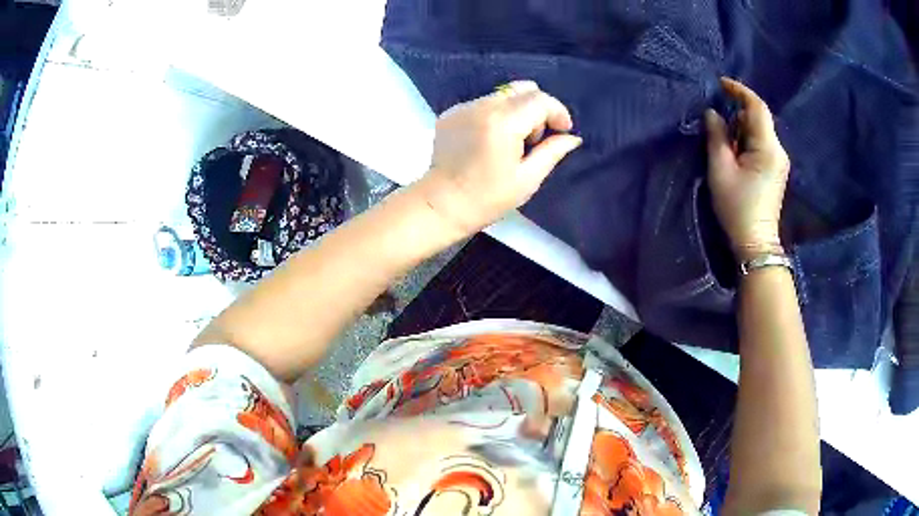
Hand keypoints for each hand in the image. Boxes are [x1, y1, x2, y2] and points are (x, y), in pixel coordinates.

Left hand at [418, 80, 582, 234]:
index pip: (540, 100)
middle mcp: (482, 106)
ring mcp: (463, 107)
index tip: (564, 130)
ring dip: (516, 112)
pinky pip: (482, 103)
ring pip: (502, 95)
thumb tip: (572, 137)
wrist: (441, 204)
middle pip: (522, 90)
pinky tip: (490, 141)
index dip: (558, 112)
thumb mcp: (527, 178)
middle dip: (538, 109)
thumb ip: (552, 151)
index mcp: (503, 122)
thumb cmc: (488, 198)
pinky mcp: (451, 113)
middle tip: (535, 139)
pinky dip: (495, 115)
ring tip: (512, 142)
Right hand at [705, 78, 790, 260]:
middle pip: (758, 118)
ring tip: (723, 142)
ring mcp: (779, 161)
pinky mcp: (776, 170)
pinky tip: (735, 152)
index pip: (757, 107)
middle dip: (737, 113)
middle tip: (717, 123)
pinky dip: (746, 140)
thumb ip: (717, 136)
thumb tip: (713, 113)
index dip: (739, 91)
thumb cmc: (737, 207)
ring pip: (759, 131)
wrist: (755, 243)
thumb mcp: (721, 170)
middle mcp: (778, 150)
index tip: (720, 83)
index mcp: (768, 147)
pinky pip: (761, 143)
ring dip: (740, 128)